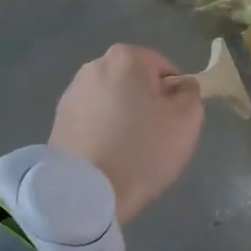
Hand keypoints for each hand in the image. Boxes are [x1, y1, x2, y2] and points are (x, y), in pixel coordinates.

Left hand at [49, 45, 202, 223]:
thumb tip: (180, 87)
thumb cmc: (143, 149)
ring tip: (129, 152)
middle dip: (146, 106)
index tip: (173, 124)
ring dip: (123, 120)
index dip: (175, 96)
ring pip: (113, 103)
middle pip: (135, 84)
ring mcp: (71, 94)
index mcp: (126, 58)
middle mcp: (93, 66)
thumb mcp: (187, 118)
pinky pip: (93, 122)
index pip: (165, 69)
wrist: (87, 192)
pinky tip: (108, 158)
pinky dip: (103, 134)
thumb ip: (191, 92)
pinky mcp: (59, 121)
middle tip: (154, 139)